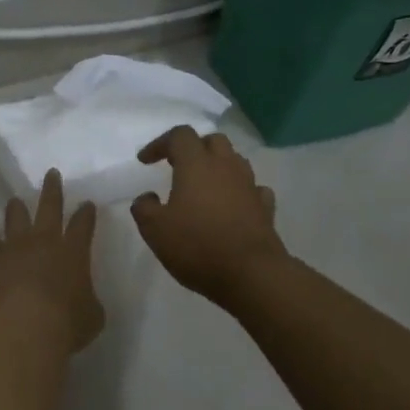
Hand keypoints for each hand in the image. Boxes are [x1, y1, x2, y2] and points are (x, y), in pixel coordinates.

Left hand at [0, 169, 104, 351]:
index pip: (83, 225)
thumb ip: (89, 302)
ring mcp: (16, 245)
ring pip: (16, 216)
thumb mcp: (92, 316)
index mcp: (74, 252)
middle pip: (50, 206)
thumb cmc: (67, 323)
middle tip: (51, 173)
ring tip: (15, 201)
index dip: (86, 213)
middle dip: (52, 189)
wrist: (26, 325)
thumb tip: (85, 300)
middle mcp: (45, 240)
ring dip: (17, 208)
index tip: (87, 203)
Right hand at [131, 126, 287, 303]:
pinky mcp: (265, 208)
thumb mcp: (155, 230)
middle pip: (212, 140)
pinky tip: (232, 205)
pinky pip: (253, 188)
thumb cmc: (198, 246)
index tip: (145, 161)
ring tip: (204, 185)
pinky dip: (240, 191)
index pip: (179, 136)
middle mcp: (226, 167)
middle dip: (194, 148)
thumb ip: (144, 208)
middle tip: (177, 165)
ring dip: (218, 166)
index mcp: (196, 165)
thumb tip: (148, 197)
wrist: (252, 274)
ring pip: (235, 161)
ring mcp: (249, 186)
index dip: (160, 143)